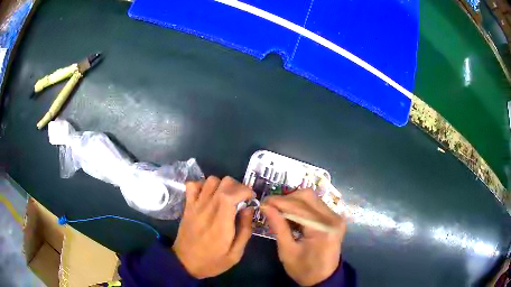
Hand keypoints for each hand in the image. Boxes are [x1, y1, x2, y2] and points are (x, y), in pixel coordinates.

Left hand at [172, 176, 253, 278]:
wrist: (184, 263)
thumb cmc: (212, 261)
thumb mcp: (235, 254)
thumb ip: (245, 230)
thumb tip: (248, 209)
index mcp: (221, 223)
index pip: (231, 194)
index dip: (244, 190)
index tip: (251, 198)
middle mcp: (207, 209)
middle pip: (223, 182)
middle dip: (237, 186)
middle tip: (241, 199)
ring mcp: (195, 206)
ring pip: (210, 180)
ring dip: (222, 185)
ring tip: (226, 197)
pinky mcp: (187, 206)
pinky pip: (192, 185)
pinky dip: (203, 185)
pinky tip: (209, 196)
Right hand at [262, 189, 345, 285]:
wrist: (324, 278)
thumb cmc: (304, 269)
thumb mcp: (287, 251)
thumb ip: (278, 227)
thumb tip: (266, 207)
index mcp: (322, 229)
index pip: (299, 207)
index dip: (280, 202)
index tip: (264, 202)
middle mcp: (333, 218)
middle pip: (307, 196)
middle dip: (286, 199)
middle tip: (271, 207)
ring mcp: (335, 217)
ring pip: (311, 198)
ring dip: (293, 202)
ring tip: (279, 211)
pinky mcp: (334, 218)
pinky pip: (315, 205)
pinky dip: (301, 207)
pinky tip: (291, 215)